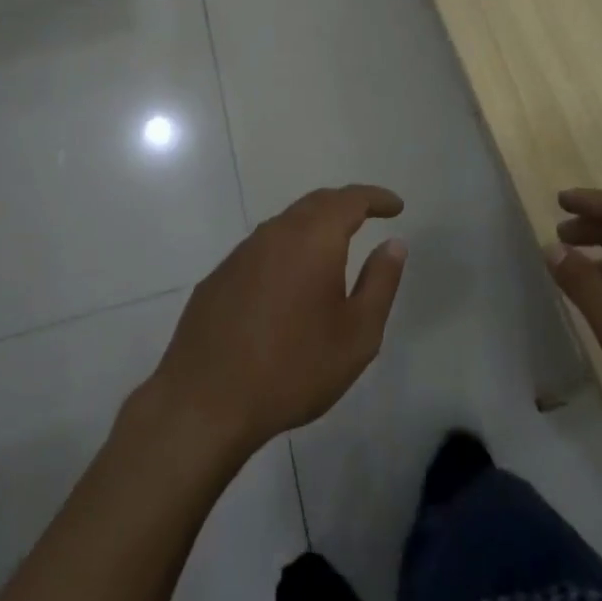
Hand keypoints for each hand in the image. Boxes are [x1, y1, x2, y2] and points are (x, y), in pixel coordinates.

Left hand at [147, 186, 407, 459]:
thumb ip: (380, 282)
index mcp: (313, 239)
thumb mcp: (357, 334)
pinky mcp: (218, 278)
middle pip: (316, 203)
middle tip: (368, 215)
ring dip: (314, 226)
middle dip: (345, 204)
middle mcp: (275, 234)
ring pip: (285, 225)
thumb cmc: (294, 368)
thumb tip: (393, 243)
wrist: (205, 402)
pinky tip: (289, 282)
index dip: (376, 198)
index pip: (350, 200)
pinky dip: (286, 251)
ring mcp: (241, 254)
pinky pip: (261, 250)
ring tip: (333, 246)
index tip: (396, 207)